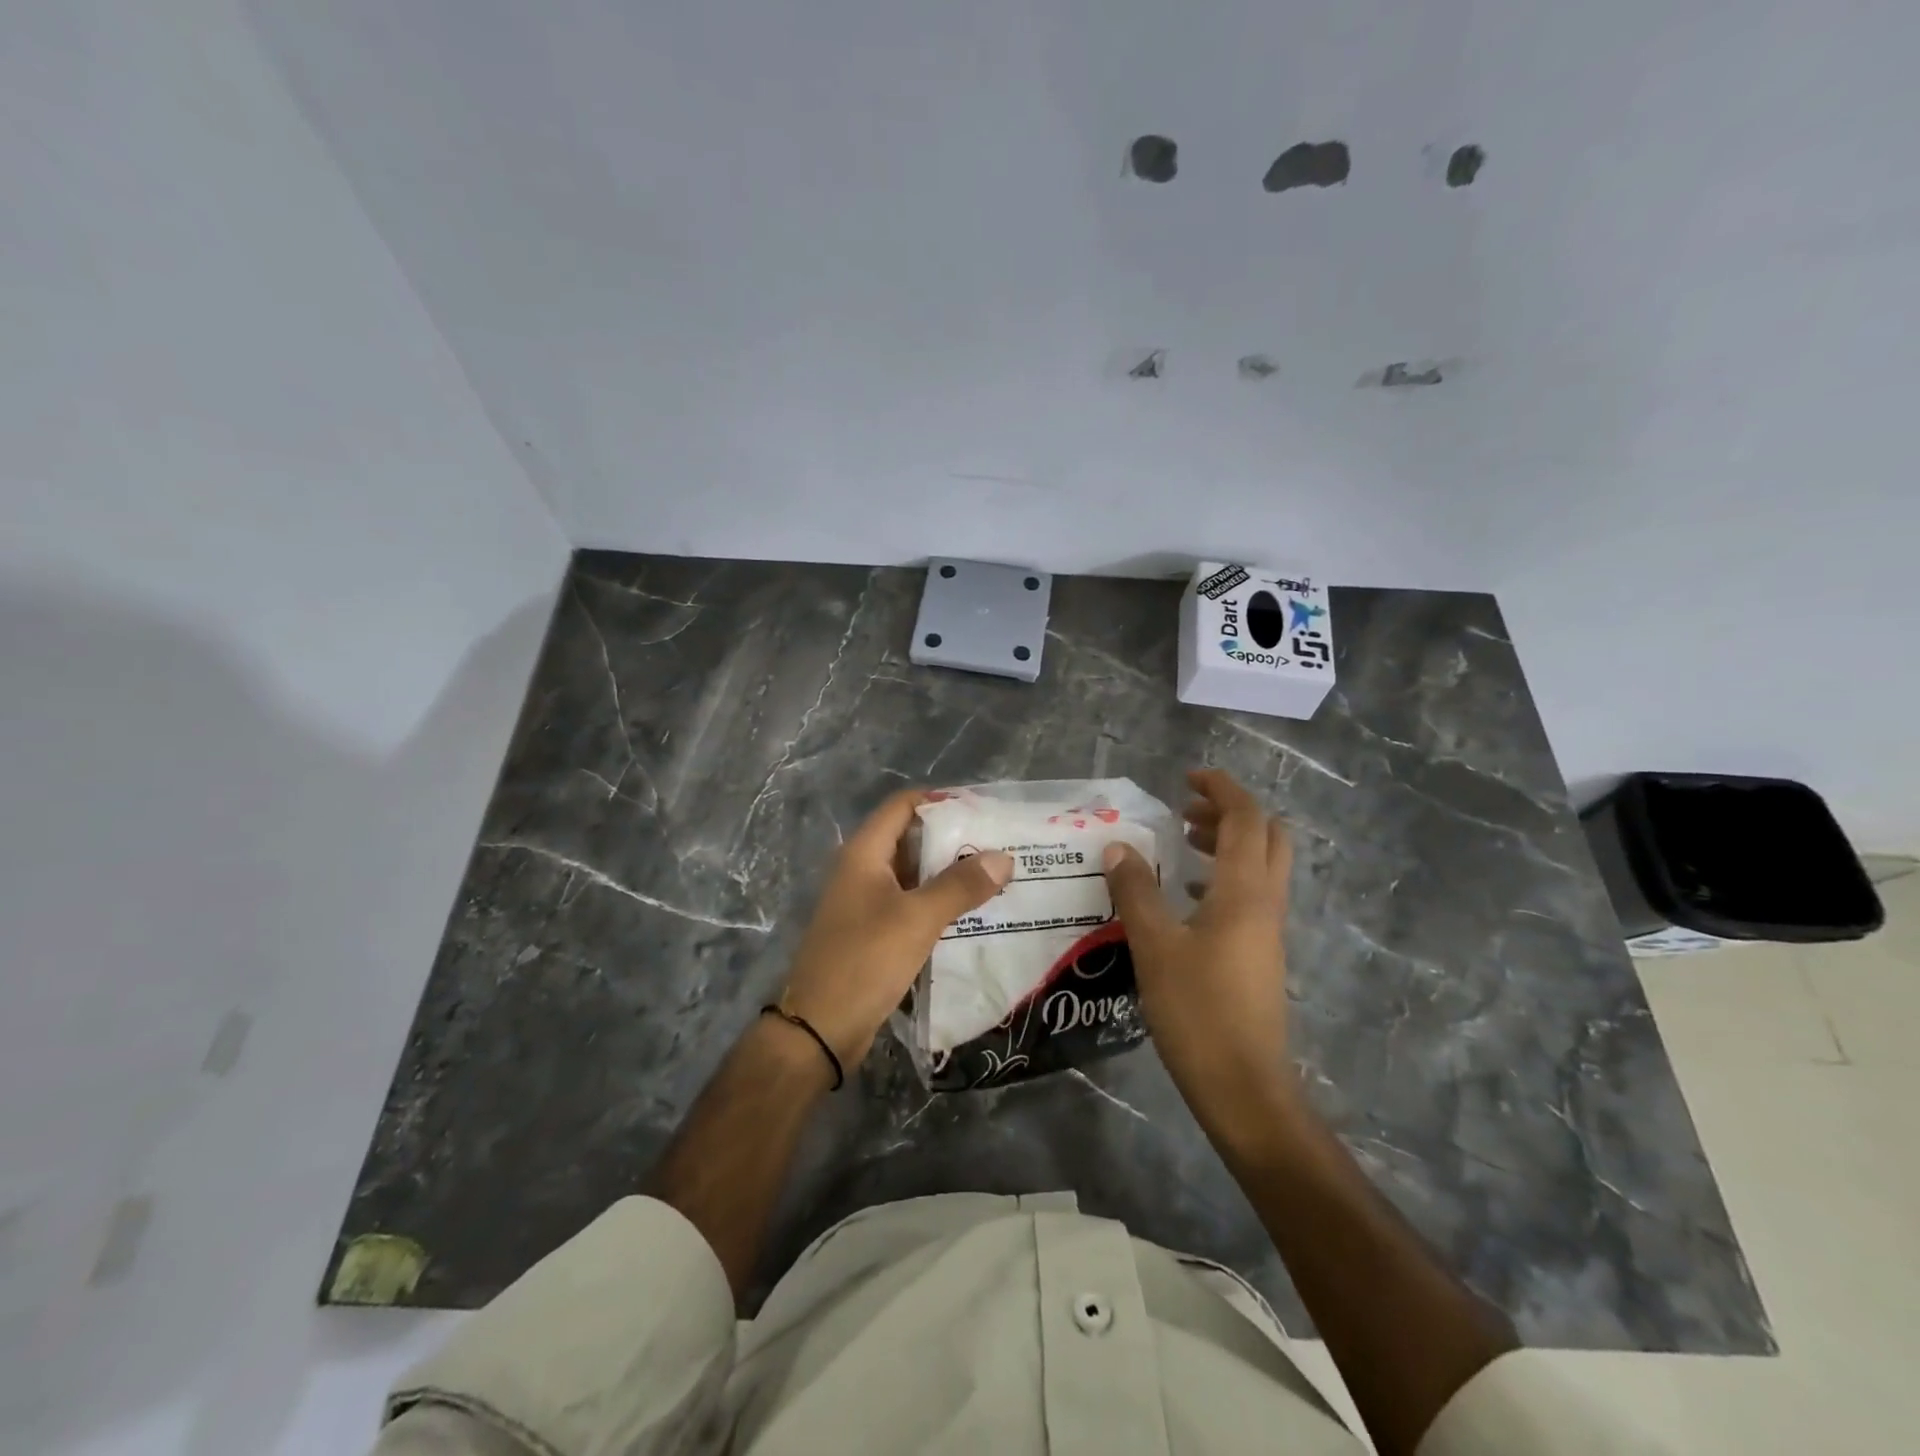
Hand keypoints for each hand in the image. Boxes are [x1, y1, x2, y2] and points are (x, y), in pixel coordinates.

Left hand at [781, 789, 1013, 1067]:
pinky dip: (938, 904)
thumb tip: (1003, 857)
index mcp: (864, 853)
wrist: (818, 1030)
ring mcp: (866, 902)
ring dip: (949, 875)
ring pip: (914, 875)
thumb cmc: (864, 961)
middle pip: (911, 838)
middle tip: (1000, 847)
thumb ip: (960, 886)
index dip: (941, 801)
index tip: (983, 811)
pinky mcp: (873, 933)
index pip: (903, 805)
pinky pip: (910, 906)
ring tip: (995, 878)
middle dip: (953, 840)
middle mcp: (862, 870)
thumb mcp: (917, 919)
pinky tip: (972, 914)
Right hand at [1102, 769, 1296, 1133]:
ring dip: (1228, 843)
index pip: (1246, 818)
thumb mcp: (1154, 945)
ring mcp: (1268, 931)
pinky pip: (1251, 895)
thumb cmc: (1198, 1011)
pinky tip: (1187, 897)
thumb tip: (1118, 846)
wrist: (1244, 1087)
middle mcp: (1265, 902)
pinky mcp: (1261, 955)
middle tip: (1186, 811)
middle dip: (1230, 812)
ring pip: (1261, 866)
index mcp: (1244, 891)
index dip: (1221, 788)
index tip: (1187, 777)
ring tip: (1183, 845)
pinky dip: (1224, 877)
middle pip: (1267, 836)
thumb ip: (1135, 891)